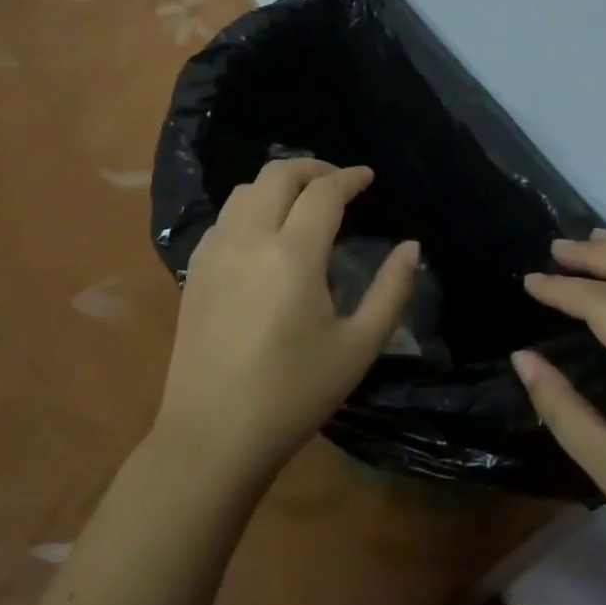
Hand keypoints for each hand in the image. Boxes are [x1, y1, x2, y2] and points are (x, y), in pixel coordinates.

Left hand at [155, 158, 417, 482]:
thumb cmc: (294, 395)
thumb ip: (391, 290)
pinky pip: (224, 217)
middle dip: (313, 168)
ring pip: (245, 190)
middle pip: (277, 174)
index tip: (368, 177)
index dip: (350, 178)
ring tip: (302, 201)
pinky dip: (250, 207)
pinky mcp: (194, 271)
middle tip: (339, 183)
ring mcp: (214, 253)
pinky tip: (264, 233)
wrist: (212, 437)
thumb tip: (412, 246)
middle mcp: (249, 240)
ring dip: (278, 184)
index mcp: (293, 255)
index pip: (324, 192)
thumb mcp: (357, 347)